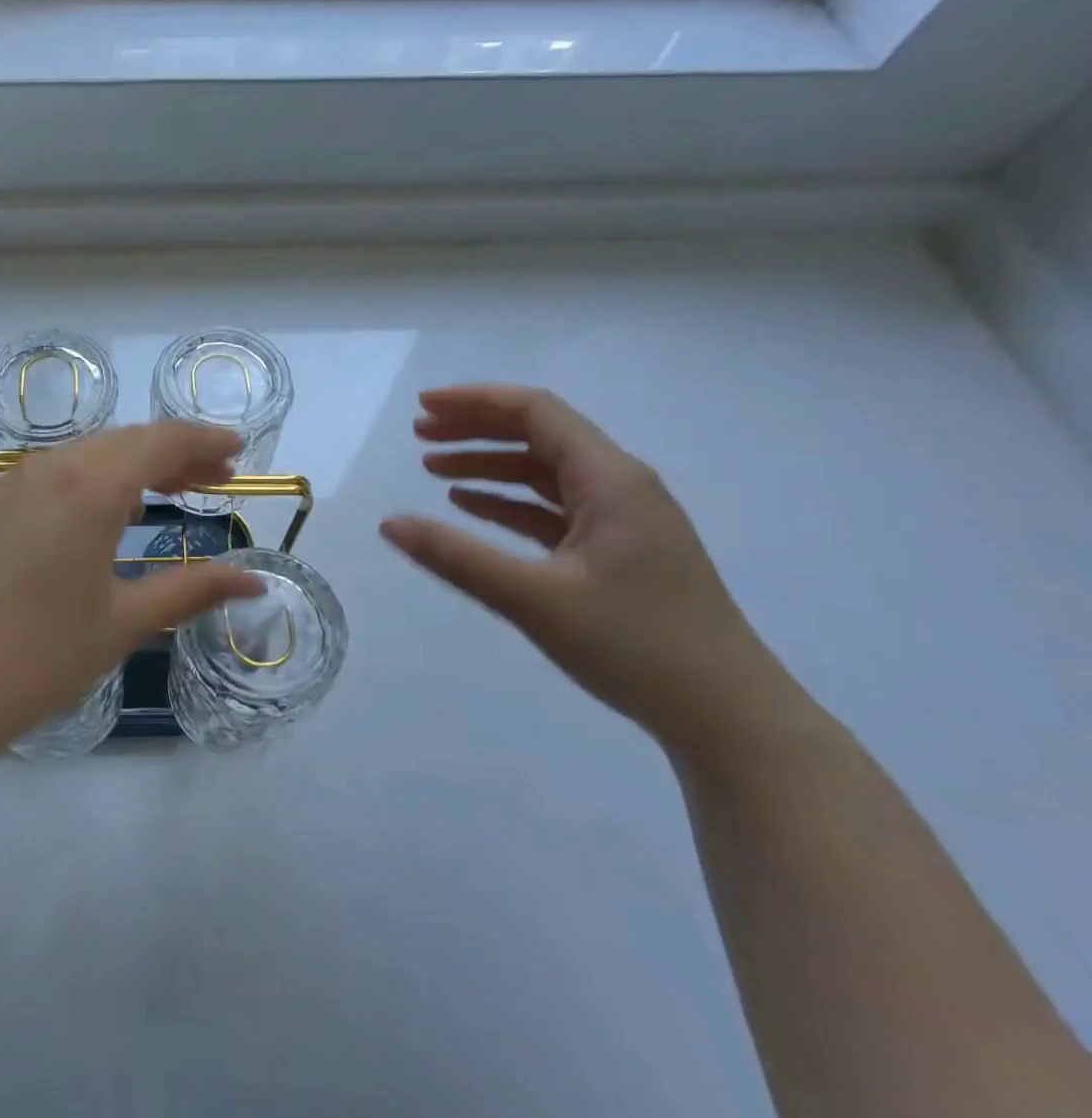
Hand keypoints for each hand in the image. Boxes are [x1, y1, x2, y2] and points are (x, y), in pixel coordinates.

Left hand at [0, 422, 265, 758]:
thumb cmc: (36, 656)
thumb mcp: (123, 623)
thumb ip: (192, 591)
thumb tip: (256, 582)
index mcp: (88, 486)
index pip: (160, 442)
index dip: (204, 442)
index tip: (238, 452)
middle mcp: (47, 469)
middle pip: (123, 443)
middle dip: (173, 454)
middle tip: (213, 478)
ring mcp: (7, 486)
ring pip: (83, 456)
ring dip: (130, 467)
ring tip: (165, 494)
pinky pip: (50, 477)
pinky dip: (90, 482)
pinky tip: (99, 517)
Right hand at [380, 385, 812, 760]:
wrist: (728, 716)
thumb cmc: (635, 646)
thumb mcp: (534, 599)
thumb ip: (456, 557)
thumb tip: (388, 524)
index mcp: (611, 479)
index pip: (537, 412)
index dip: (475, 401)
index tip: (423, 407)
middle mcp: (620, 486)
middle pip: (539, 435)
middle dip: (476, 428)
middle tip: (419, 434)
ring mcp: (622, 520)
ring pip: (544, 473)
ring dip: (489, 465)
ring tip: (432, 469)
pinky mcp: (618, 552)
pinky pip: (553, 509)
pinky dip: (509, 502)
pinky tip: (472, 508)